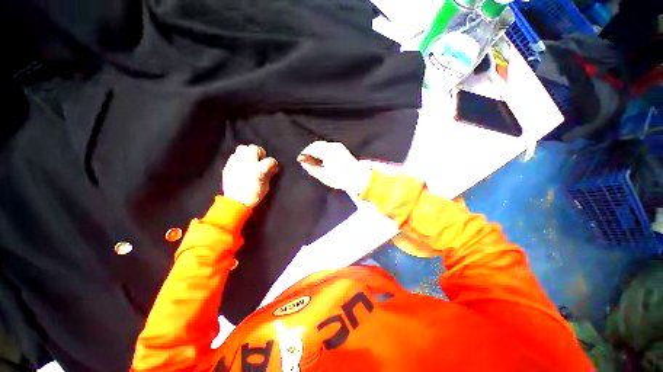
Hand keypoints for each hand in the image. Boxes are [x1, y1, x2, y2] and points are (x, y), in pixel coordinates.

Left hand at [222, 145, 278, 207]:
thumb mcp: (266, 186)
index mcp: (258, 170)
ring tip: (251, 160)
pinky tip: (242, 165)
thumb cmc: (253, 196)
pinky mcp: (228, 166)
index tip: (274, 166)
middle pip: (254, 148)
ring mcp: (236, 163)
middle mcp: (246, 164)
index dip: (273, 163)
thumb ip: (269, 174)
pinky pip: (234, 156)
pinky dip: (240, 158)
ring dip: (249, 153)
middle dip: (260, 153)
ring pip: (242, 148)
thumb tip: (273, 168)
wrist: (235, 203)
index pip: (269, 161)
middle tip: (261, 160)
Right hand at [298, 141, 370, 194]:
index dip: (304, 153)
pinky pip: (329, 146)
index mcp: (327, 151)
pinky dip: (323, 150)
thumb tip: (304, 163)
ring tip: (314, 159)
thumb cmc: (341, 178)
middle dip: (309, 150)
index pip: (311, 148)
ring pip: (323, 144)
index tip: (300, 159)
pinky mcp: (342, 149)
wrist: (358, 178)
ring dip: (316, 150)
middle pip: (316, 144)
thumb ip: (311, 168)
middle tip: (306, 159)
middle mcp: (332, 146)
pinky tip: (323, 158)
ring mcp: (338, 147)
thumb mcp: (323, 176)